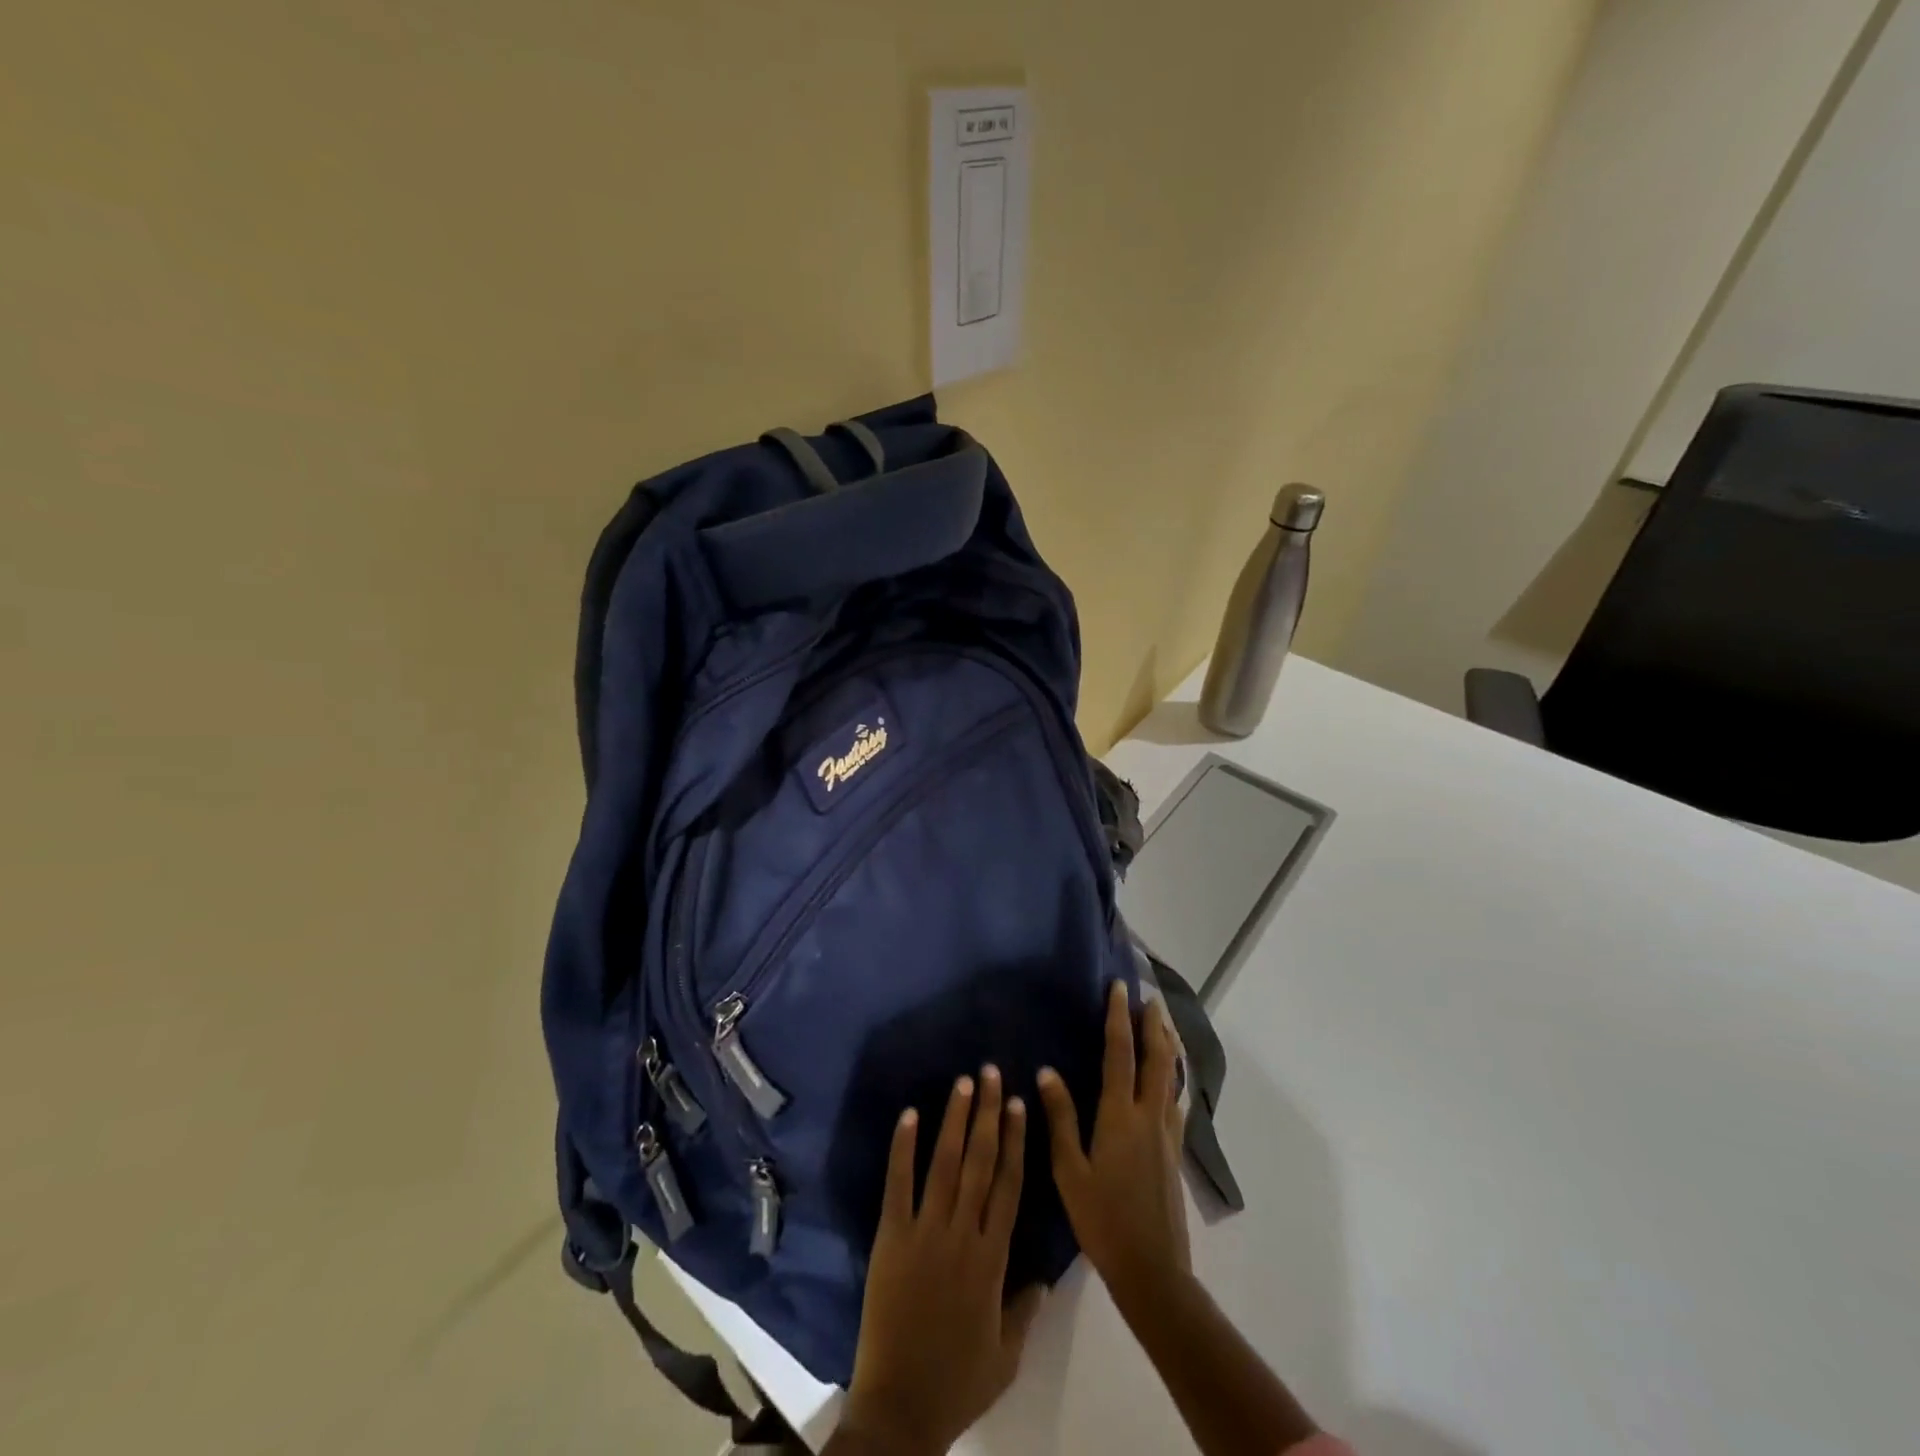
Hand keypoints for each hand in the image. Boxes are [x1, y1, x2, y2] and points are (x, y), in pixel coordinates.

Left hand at [838, 1067, 1046, 1455]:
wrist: (900, 1408)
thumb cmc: (957, 1382)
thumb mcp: (1006, 1356)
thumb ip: (1024, 1309)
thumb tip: (1044, 1275)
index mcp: (991, 1259)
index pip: (1008, 1186)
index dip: (1014, 1141)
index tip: (1019, 1103)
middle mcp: (961, 1234)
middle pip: (979, 1163)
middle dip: (988, 1114)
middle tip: (992, 1072)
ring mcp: (924, 1232)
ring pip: (944, 1164)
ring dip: (954, 1120)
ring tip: (963, 1082)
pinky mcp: (890, 1237)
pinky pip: (898, 1185)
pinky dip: (903, 1148)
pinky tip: (909, 1115)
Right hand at [1037, 982, 1190, 1316]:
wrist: (1153, 1269)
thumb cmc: (1102, 1220)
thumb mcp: (1070, 1171)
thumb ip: (1061, 1118)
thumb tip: (1047, 1072)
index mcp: (1120, 1115)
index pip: (1120, 1053)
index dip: (1119, 1018)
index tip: (1119, 988)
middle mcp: (1149, 1115)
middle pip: (1157, 1057)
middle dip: (1153, 1024)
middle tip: (1149, 997)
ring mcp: (1167, 1133)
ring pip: (1172, 1076)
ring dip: (1168, 1045)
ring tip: (1164, 1024)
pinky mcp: (1175, 1151)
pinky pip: (1177, 1100)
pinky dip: (1175, 1077)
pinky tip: (1173, 1079)